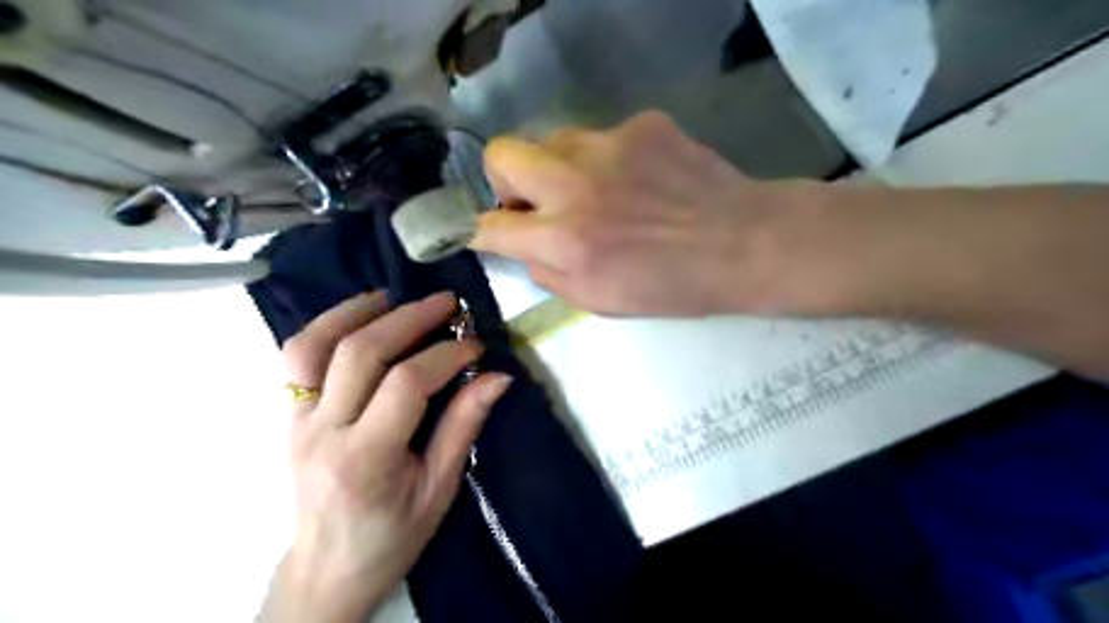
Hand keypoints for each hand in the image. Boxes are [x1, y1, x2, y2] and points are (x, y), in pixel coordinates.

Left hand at [259, 291, 515, 622]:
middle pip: (360, 352)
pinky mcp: (287, 416)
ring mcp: (295, 421)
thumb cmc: (392, 537)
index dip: (446, 355)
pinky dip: (326, 326)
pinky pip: (297, 357)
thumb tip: (498, 377)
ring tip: (394, 296)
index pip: (406, 384)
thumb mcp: (439, 488)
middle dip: (410, 318)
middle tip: (446, 303)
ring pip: (313, 345)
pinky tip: (359, 317)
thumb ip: (464, 426)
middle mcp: (322, 432)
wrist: (327, 569)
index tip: (476, 347)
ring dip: (356, 311)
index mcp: (365, 459)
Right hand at [467, 109, 821, 314]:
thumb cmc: (672, 287)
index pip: (489, 225)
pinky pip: (601, 137)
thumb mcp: (599, 301)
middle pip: (502, 154)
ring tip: (595, 190)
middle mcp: (576, 185)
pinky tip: (639, 180)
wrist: (743, 243)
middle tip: (536, 200)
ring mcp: (609, 145)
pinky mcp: (642, 124)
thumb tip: (522, 246)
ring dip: (558, 168)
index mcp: (565, 240)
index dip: (482, 232)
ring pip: (551, 140)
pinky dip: (606, 159)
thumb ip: (548, 273)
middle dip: (506, 180)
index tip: (492, 233)